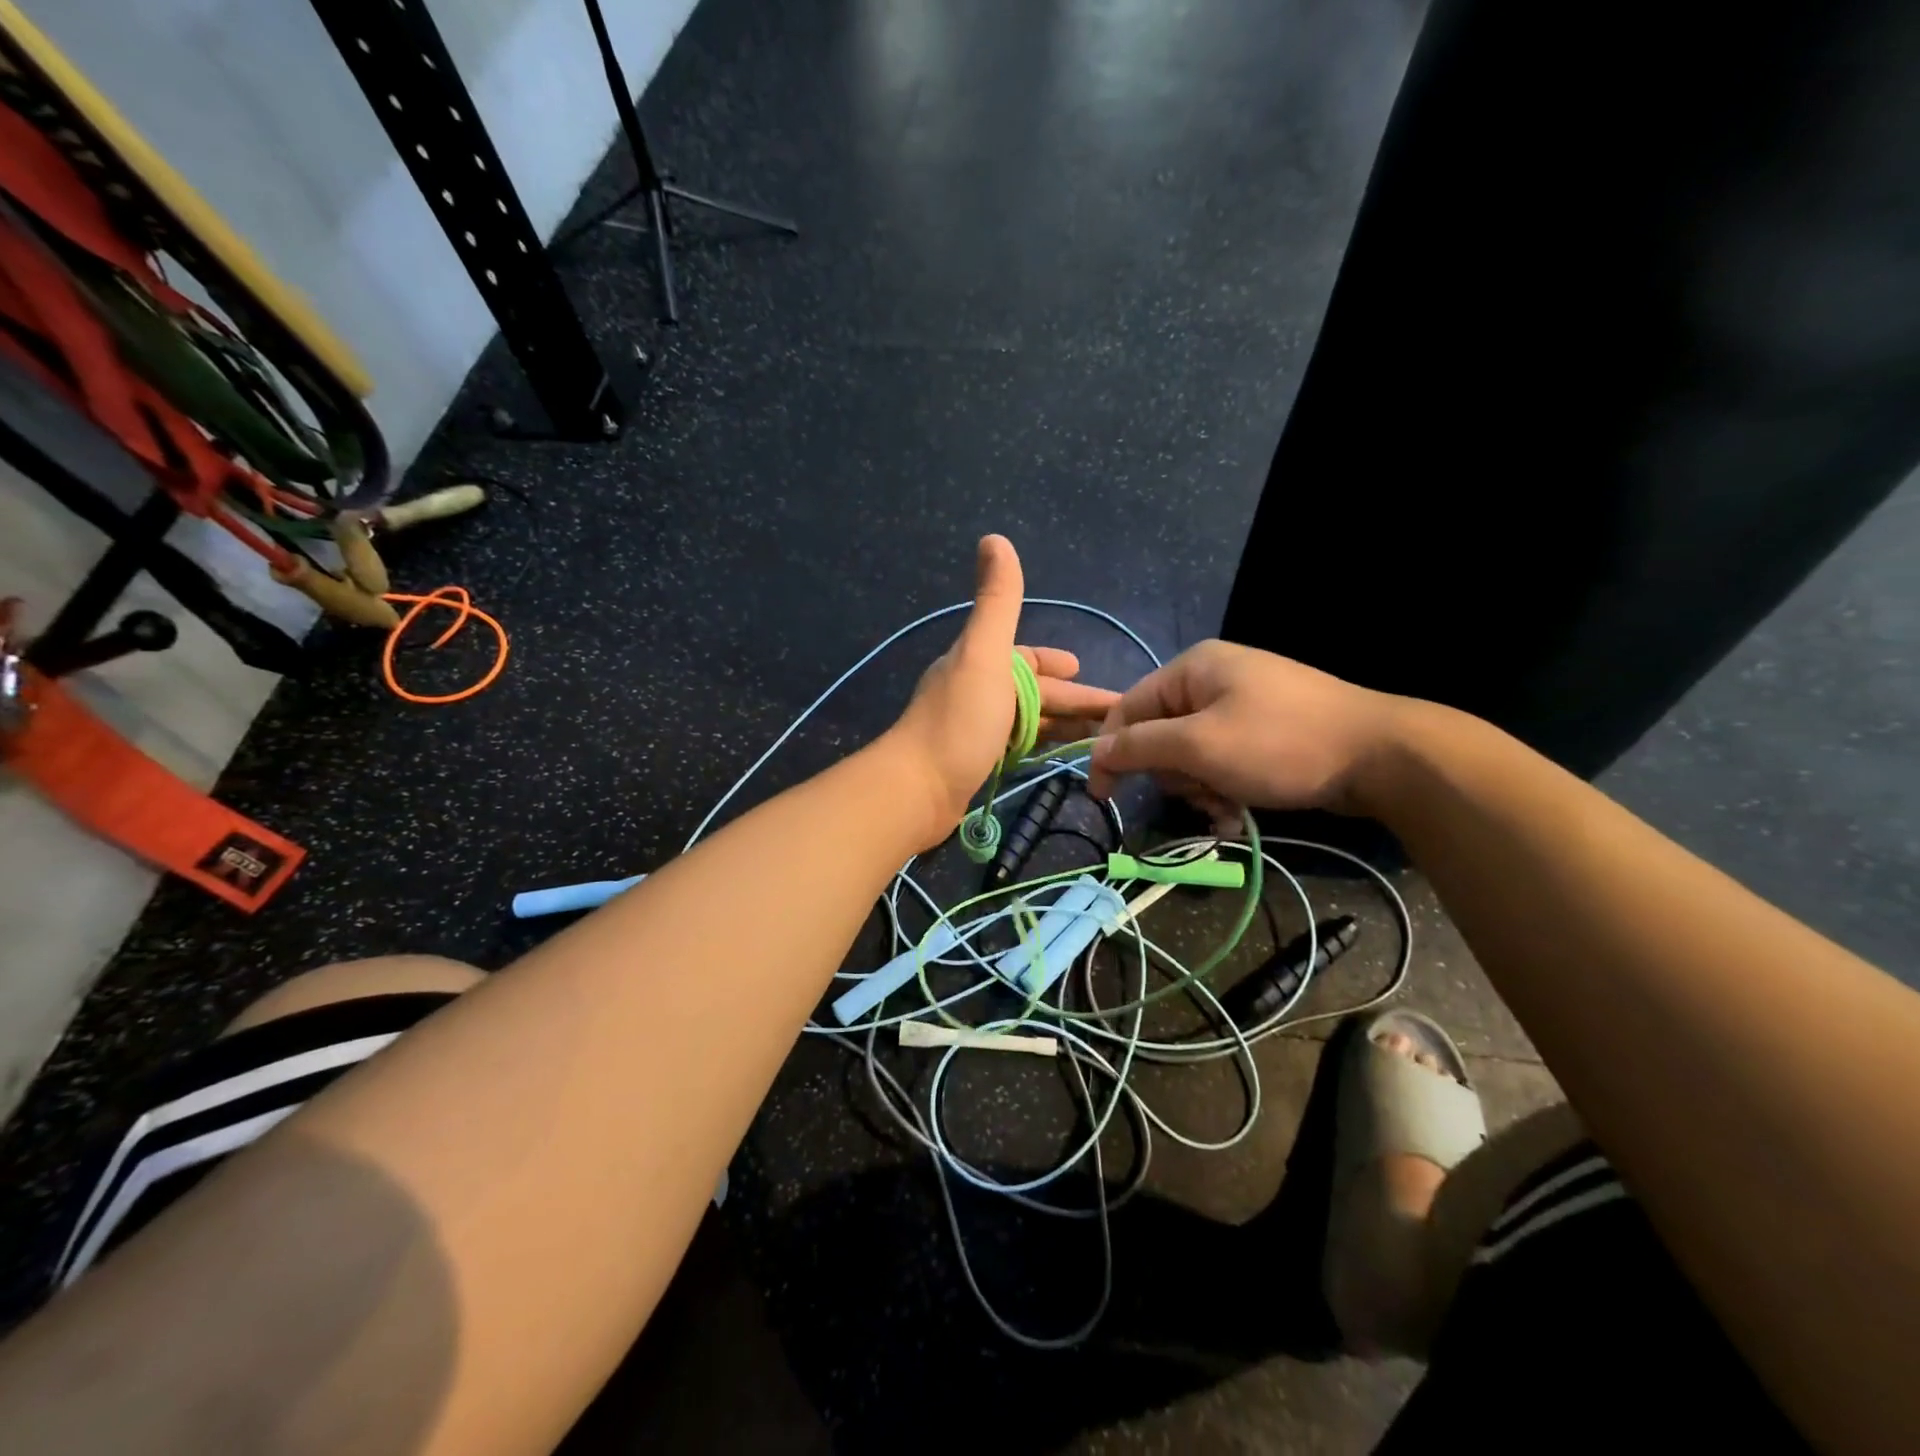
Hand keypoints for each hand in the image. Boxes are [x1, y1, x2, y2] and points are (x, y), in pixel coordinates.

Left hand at [886, 536, 1118, 847]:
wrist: (916, 789)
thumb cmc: (959, 721)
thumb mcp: (984, 654)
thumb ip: (997, 601)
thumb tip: (994, 538)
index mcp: (978, 663)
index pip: (1025, 657)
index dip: (1055, 662)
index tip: (1084, 669)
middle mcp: (974, 691)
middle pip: (1032, 692)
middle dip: (1071, 699)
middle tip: (1113, 716)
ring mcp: (972, 730)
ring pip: (1026, 721)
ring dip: (1060, 724)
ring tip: (1098, 739)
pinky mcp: (973, 764)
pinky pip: (1016, 747)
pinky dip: (1039, 747)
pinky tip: (1055, 757)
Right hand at [1084, 640, 1407, 822]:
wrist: (1381, 756)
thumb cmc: (1280, 744)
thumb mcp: (1200, 745)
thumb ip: (1142, 747)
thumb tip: (1097, 752)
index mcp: (1192, 669)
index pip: (1129, 708)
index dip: (1112, 751)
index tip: (1102, 795)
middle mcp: (1213, 681)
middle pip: (1161, 734)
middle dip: (1173, 774)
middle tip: (1197, 795)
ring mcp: (1243, 706)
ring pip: (1191, 755)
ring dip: (1200, 788)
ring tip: (1226, 808)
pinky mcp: (1265, 733)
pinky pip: (1222, 761)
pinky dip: (1224, 789)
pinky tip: (1239, 813)